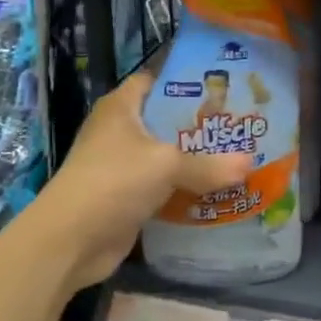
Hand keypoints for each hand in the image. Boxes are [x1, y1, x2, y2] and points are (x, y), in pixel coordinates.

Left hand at [30, 73, 250, 292]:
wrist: (69, 241)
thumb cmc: (113, 181)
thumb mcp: (166, 165)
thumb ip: (208, 164)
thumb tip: (250, 165)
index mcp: (121, 107)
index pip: (155, 80)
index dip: (185, 79)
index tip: (222, 85)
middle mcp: (120, 131)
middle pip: (165, 119)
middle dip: (199, 123)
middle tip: (239, 123)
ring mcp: (121, 166)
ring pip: (166, 156)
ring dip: (195, 160)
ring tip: (237, 154)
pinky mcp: (127, 197)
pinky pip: (163, 187)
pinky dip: (185, 189)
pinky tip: (217, 190)